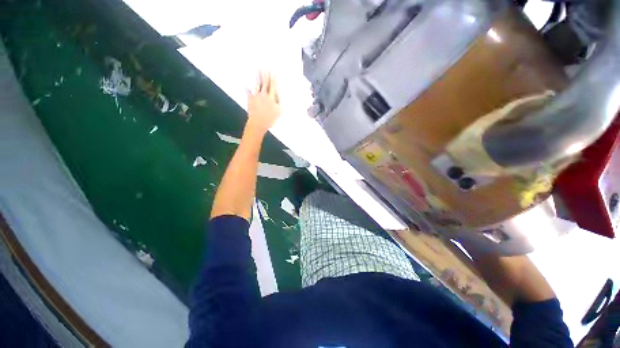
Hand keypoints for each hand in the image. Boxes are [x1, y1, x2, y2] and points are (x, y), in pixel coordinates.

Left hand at [246, 71, 280, 133]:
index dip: (274, 79)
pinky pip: (248, 92)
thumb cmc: (269, 119)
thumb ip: (279, 103)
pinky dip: (246, 88)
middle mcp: (263, 95)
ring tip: (258, 69)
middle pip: (265, 83)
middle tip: (266, 68)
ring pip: (257, 85)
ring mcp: (256, 97)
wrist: (258, 123)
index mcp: (271, 98)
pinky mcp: (250, 100)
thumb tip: (279, 96)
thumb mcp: (278, 112)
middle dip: (266, 75)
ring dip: (258, 77)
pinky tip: (244, 83)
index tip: (274, 72)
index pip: (273, 86)